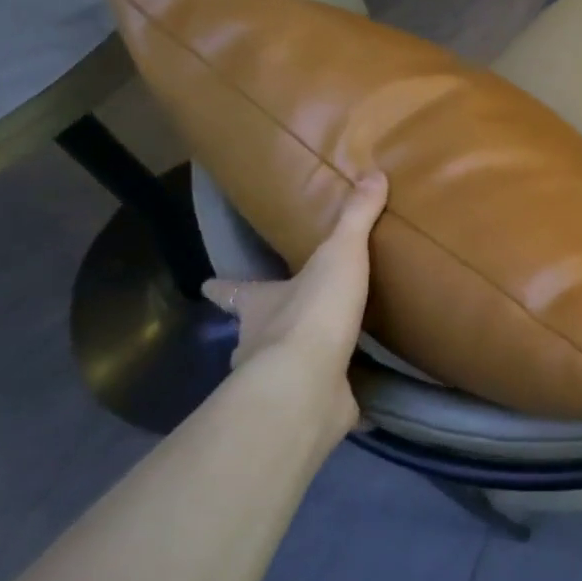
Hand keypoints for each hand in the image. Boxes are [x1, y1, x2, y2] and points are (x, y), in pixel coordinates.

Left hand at [201, 172, 387, 428]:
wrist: (310, 381)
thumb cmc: (313, 311)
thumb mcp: (339, 254)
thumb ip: (355, 217)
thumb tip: (374, 172)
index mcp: (258, 305)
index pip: (232, 291)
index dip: (223, 287)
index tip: (208, 285)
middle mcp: (258, 343)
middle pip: (251, 334)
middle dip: (260, 331)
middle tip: (279, 324)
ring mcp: (280, 381)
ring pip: (279, 371)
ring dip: (295, 365)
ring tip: (321, 359)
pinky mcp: (309, 408)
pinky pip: (321, 402)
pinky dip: (333, 400)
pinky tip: (350, 399)